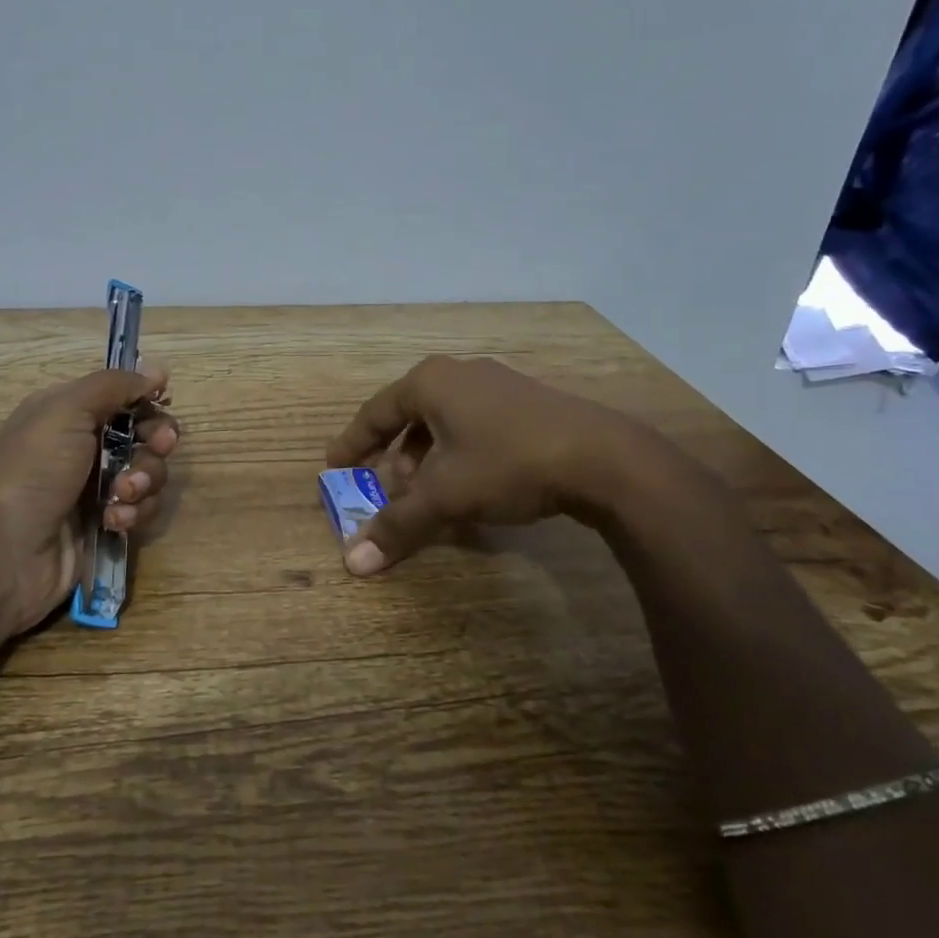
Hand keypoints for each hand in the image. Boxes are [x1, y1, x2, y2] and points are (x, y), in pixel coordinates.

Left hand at [0, 360, 177, 635]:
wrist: (5, 551)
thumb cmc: (34, 470)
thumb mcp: (67, 410)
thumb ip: (114, 385)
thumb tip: (157, 370)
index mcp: (71, 414)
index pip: (124, 397)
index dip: (147, 401)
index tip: (162, 403)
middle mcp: (85, 446)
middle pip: (145, 434)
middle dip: (156, 441)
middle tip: (157, 447)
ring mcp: (97, 488)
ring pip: (149, 473)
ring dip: (144, 481)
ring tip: (120, 496)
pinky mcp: (106, 524)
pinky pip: (142, 509)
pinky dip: (134, 513)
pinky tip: (113, 521)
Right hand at [324, 355, 669, 574]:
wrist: (604, 458)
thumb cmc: (508, 463)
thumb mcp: (445, 496)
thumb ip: (397, 525)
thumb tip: (352, 563)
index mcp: (430, 382)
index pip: (375, 412)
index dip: (352, 442)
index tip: (334, 466)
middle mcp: (460, 375)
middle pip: (410, 416)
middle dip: (393, 455)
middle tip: (385, 489)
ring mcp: (498, 386)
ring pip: (444, 422)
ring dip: (427, 458)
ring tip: (428, 493)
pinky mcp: (528, 404)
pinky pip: (474, 426)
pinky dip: (458, 454)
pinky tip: (471, 485)